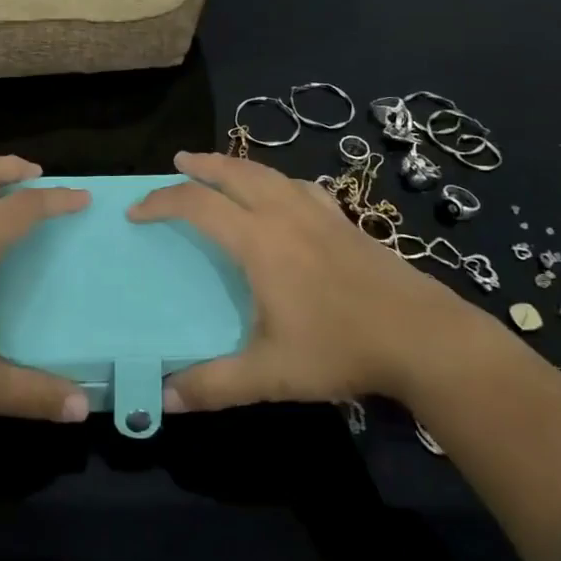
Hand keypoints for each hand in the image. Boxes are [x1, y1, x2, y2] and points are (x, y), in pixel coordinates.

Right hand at [130, 151, 486, 410]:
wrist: (423, 336)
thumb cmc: (340, 347)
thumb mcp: (271, 374)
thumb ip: (215, 385)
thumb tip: (164, 399)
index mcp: (258, 240)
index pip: (197, 205)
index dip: (162, 202)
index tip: (137, 212)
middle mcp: (283, 213)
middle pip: (233, 172)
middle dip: (201, 164)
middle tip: (178, 161)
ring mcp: (318, 213)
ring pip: (267, 173)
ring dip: (237, 165)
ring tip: (221, 168)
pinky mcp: (344, 221)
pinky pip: (299, 186)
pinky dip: (277, 181)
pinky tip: (283, 194)